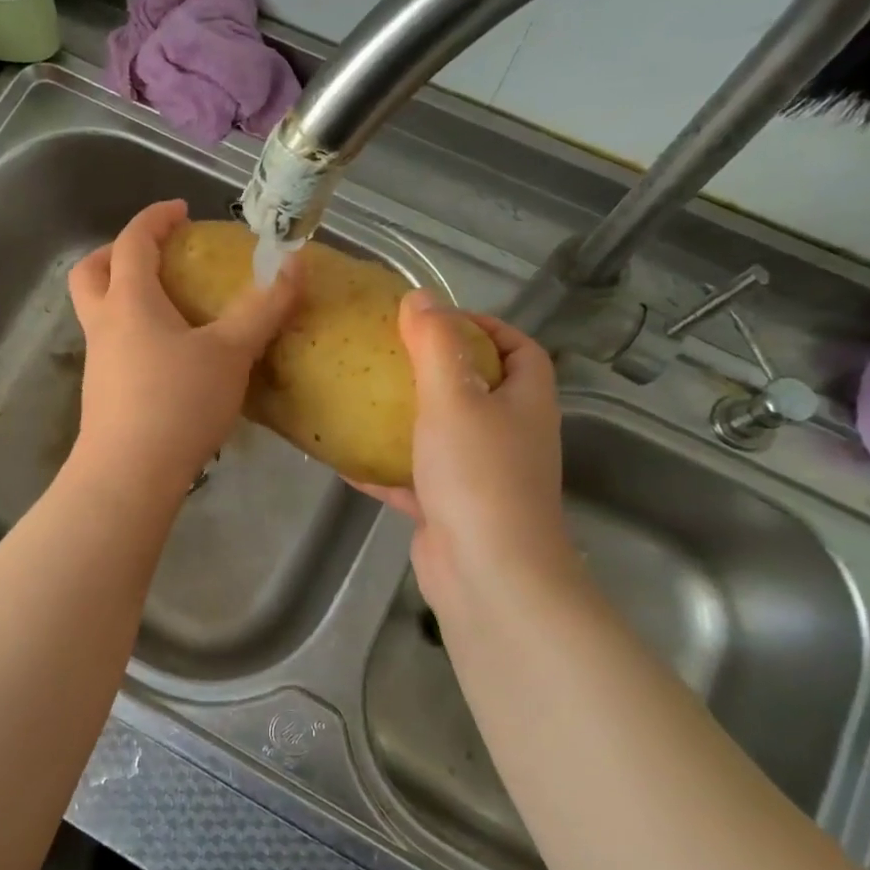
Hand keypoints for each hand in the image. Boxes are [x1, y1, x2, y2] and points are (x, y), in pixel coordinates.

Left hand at [66, 200, 300, 498]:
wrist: (129, 475)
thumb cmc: (177, 403)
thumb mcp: (230, 353)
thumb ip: (262, 309)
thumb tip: (295, 265)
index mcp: (129, 301)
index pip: (132, 242)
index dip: (154, 219)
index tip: (179, 210)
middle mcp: (104, 325)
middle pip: (91, 272)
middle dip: (116, 253)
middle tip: (154, 256)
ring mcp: (97, 362)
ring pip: (98, 313)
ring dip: (124, 296)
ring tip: (171, 308)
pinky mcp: (103, 395)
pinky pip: (113, 347)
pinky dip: (134, 334)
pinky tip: (169, 358)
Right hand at [357, 292, 578, 626]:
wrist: (487, 572)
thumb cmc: (478, 474)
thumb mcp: (454, 397)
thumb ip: (436, 344)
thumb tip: (420, 296)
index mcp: (525, 401)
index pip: (519, 348)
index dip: (486, 326)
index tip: (436, 319)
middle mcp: (510, 435)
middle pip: (480, 389)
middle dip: (438, 371)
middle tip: (388, 356)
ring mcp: (481, 476)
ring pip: (444, 435)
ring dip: (408, 419)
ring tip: (362, 399)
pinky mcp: (451, 509)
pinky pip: (415, 477)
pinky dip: (385, 468)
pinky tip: (344, 459)